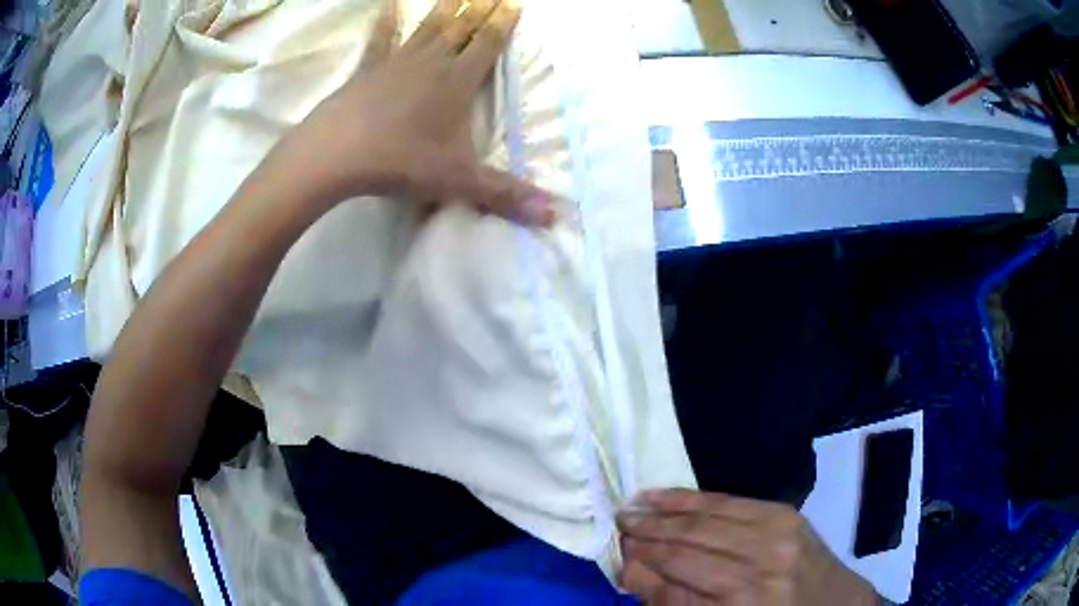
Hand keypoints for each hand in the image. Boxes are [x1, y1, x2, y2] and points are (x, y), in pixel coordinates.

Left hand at [280, 0, 554, 225]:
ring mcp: (398, 61)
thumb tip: (555, 217)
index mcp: (458, 82)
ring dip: (447, 8)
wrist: (338, 154)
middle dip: (481, 9)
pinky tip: (389, 4)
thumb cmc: (401, 162)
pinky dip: (386, 20)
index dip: (503, 23)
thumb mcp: (459, 182)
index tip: (514, 3)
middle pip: (462, 28)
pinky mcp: (369, 69)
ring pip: (429, 27)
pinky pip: (381, 38)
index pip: (488, 44)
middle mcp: (432, 62)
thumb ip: (506, 195)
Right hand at [617, 490, 877, 605]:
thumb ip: (675, 603)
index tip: (615, 554)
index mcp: (743, 605)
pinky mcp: (784, 513)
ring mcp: (777, 534)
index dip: (641, 568)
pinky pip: (729, 501)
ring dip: (664, 512)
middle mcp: (760, 568)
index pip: (676, 584)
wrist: (834, 603)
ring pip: (706, 518)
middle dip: (647, 536)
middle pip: (689, 546)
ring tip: (632, 507)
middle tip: (616, 526)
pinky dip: (693, 499)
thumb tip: (633, 571)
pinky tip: (668, 496)